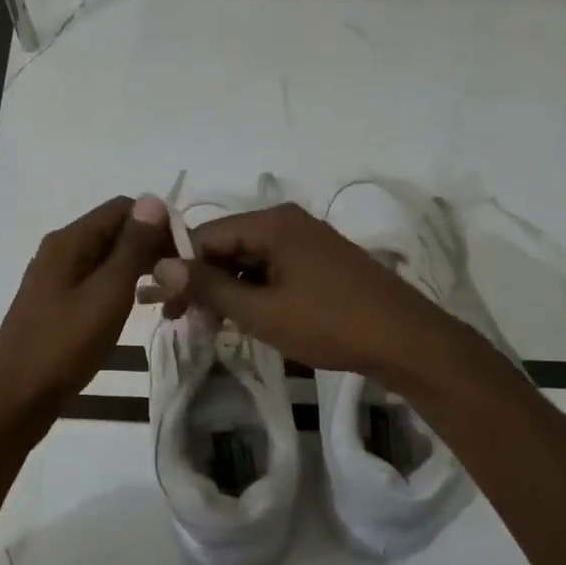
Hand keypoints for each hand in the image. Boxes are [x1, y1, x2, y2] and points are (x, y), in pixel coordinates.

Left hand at [0, 195, 172, 438]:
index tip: (186, 254)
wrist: (15, 400)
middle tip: (181, 280)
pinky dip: (120, 288)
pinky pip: (96, 282)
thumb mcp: (106, 294)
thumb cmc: (63, 346)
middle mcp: (60, 251)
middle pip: (114, 231)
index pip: (123, 208)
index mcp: (69, 241)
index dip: (158, 223)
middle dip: (150, 247)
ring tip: (167, 296)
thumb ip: (131, 248)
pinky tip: (136, 308)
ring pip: (107, 259)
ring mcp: (56, 279)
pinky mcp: (58, 304)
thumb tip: (153, 200)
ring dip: (138, 269)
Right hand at [153, 203, 457, 382]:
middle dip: (201, 283)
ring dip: (226, 291)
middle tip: (181, 322)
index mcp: (272, 223)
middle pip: (227, 247)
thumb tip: (158, 266)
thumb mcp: (261, 311)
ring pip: (249, 262)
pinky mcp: (320, 263)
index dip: (179, 269)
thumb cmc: (329, 324)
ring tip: (209, 326)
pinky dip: (253, 293)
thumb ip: (209, 287)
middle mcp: (287, 223)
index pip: (206, 236)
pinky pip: (272, 271)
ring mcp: (307, 242)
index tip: (160, 305)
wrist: (406, 341)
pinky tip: (243, 319)